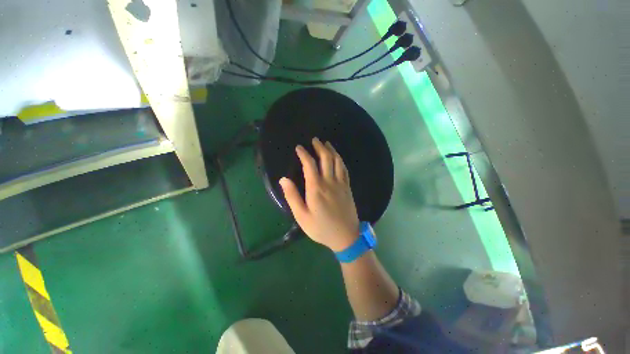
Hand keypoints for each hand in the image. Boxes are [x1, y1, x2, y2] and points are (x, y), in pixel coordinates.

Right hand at [279, 137, 359, 251]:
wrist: (346, 236)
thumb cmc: (321, 228)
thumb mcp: (302, 216)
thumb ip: (292, 197)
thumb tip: (283, 179)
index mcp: (316, 188)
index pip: (309, 164)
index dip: (304, 154)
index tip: (299, 148)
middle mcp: (329, 182)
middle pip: (326, 158)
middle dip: (319, 147)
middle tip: (314, 140)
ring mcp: (340, 183)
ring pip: (337, 161)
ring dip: (331, 150)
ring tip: (326, 143)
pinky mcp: (347, 187)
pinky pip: (344, 169)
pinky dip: (340, 160)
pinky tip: (338, 157)